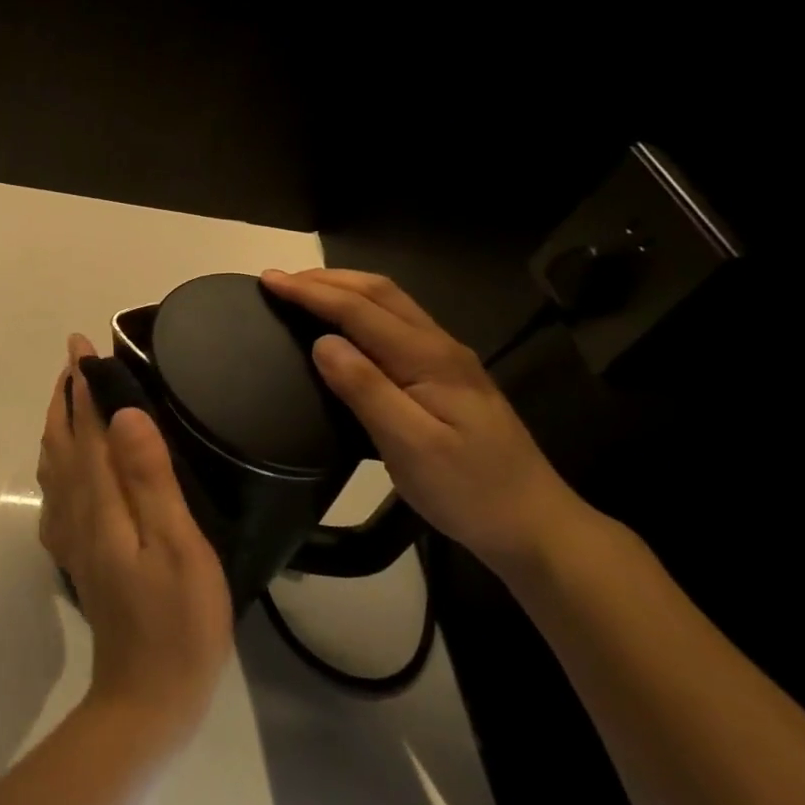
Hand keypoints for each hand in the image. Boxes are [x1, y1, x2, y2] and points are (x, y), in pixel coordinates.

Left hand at [37, 334, 233, 745]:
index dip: (84, 385)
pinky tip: (67, 467)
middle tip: (75, 361)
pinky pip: (56, 494)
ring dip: (58, 425)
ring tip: (70, 398)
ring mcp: (71, 537)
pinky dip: (57, 463)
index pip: (86, 428)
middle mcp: (75, 512)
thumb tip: (123, 414)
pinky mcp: (77, 556)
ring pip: (54, 465)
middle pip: (62, 442)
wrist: (146, 698)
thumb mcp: (177, 546)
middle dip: (65, 397)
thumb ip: (149, 478)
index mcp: (99, 502)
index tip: (82, 345)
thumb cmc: (177, 622)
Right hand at [260, 268, 588, 577]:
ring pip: (391, 304)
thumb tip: (322, 342)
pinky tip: (347, 326)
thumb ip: (365, 390)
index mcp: (428, 358)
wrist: (535, 524)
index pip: (359, 310)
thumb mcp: (410, 447)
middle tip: (280, 281)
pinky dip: (361, 309)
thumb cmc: (469, 491)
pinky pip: (397, 323)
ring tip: (304, 293)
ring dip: (344, 289)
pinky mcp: (449, 376)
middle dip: (326, 280)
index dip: (311, 292)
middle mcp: (440, 346)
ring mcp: (448, 360)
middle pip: (379, 292)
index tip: (269, 279)